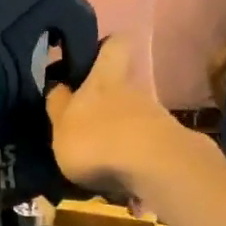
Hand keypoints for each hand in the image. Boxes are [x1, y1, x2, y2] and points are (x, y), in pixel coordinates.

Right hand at [45, 35, 189, 196]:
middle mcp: (133, 91)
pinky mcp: (168, 147)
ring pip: (133, 118)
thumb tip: (58, 87)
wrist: (154, 170)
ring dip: (117, 135)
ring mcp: (155, 118)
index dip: (105, 46)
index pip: (114, 44)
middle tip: (84, 124)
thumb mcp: (62, 124)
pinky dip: (130, 160)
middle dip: (105, 103)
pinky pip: (143, 147)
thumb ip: (58, 106)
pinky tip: (118, 181)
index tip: (92, 55)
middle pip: (122, 86)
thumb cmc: (97, 140)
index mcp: (104, 79)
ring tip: (98, 163)